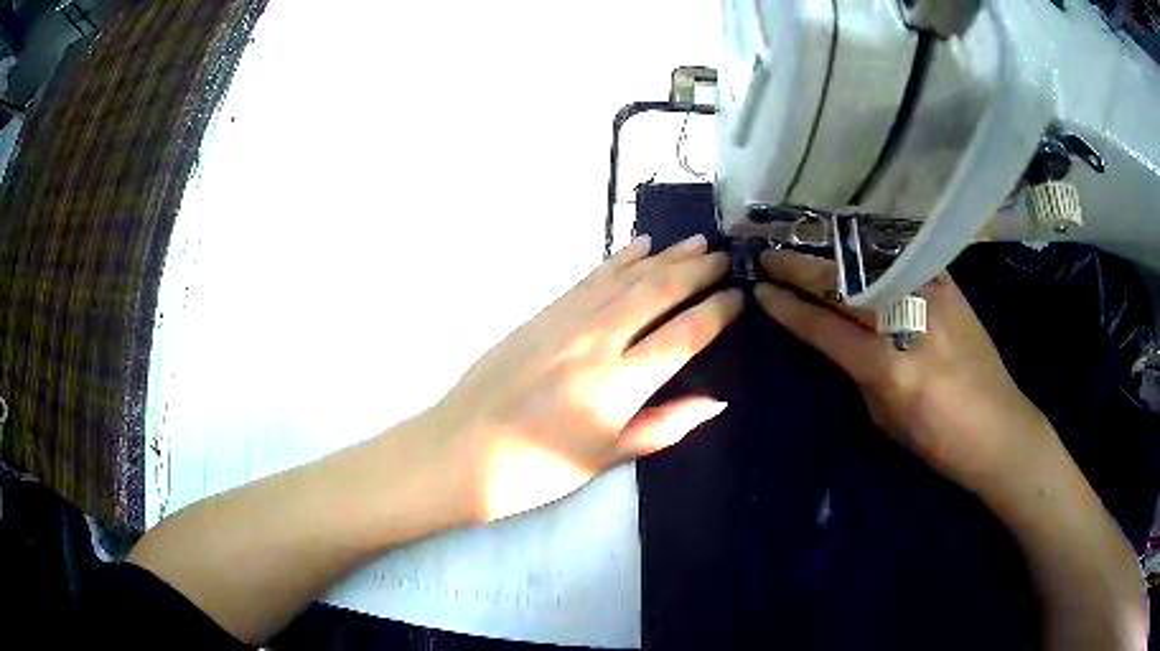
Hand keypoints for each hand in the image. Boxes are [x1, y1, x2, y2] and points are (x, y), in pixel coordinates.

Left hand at [436, 235, 741, 521]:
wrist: (462, 450)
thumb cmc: (538, 469)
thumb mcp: (606, 458)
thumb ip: (663, 426)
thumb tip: (717, 401)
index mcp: (620, 384)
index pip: (684, 335)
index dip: (716, 311)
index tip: (737, 297)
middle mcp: (598, 341)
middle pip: (658, 292)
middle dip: (696, 271)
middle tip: (722, 257)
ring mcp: (567, 321)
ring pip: (627, 277)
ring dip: (665, 256)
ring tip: (694, 242)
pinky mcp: (542, 313)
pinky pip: (590, 278)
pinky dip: (618, 259)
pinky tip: (638, 246)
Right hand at [755, 250, 1053, 497]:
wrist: (999, 428)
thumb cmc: (939, 441)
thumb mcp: (885, 420)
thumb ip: (859, 373)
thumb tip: (837, 339)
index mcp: (888, 367)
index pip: (823, 327)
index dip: (787, 308)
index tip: (760, 290)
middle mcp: (908, 321)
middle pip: (842, 284)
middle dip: (799, 268)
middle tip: (768, 256)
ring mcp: (932, 294)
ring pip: (868, 261)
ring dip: (829, 251)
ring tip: (801, 242)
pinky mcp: (948, 284)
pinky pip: (900, 257)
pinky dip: (870, 250)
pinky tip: (851, 243)